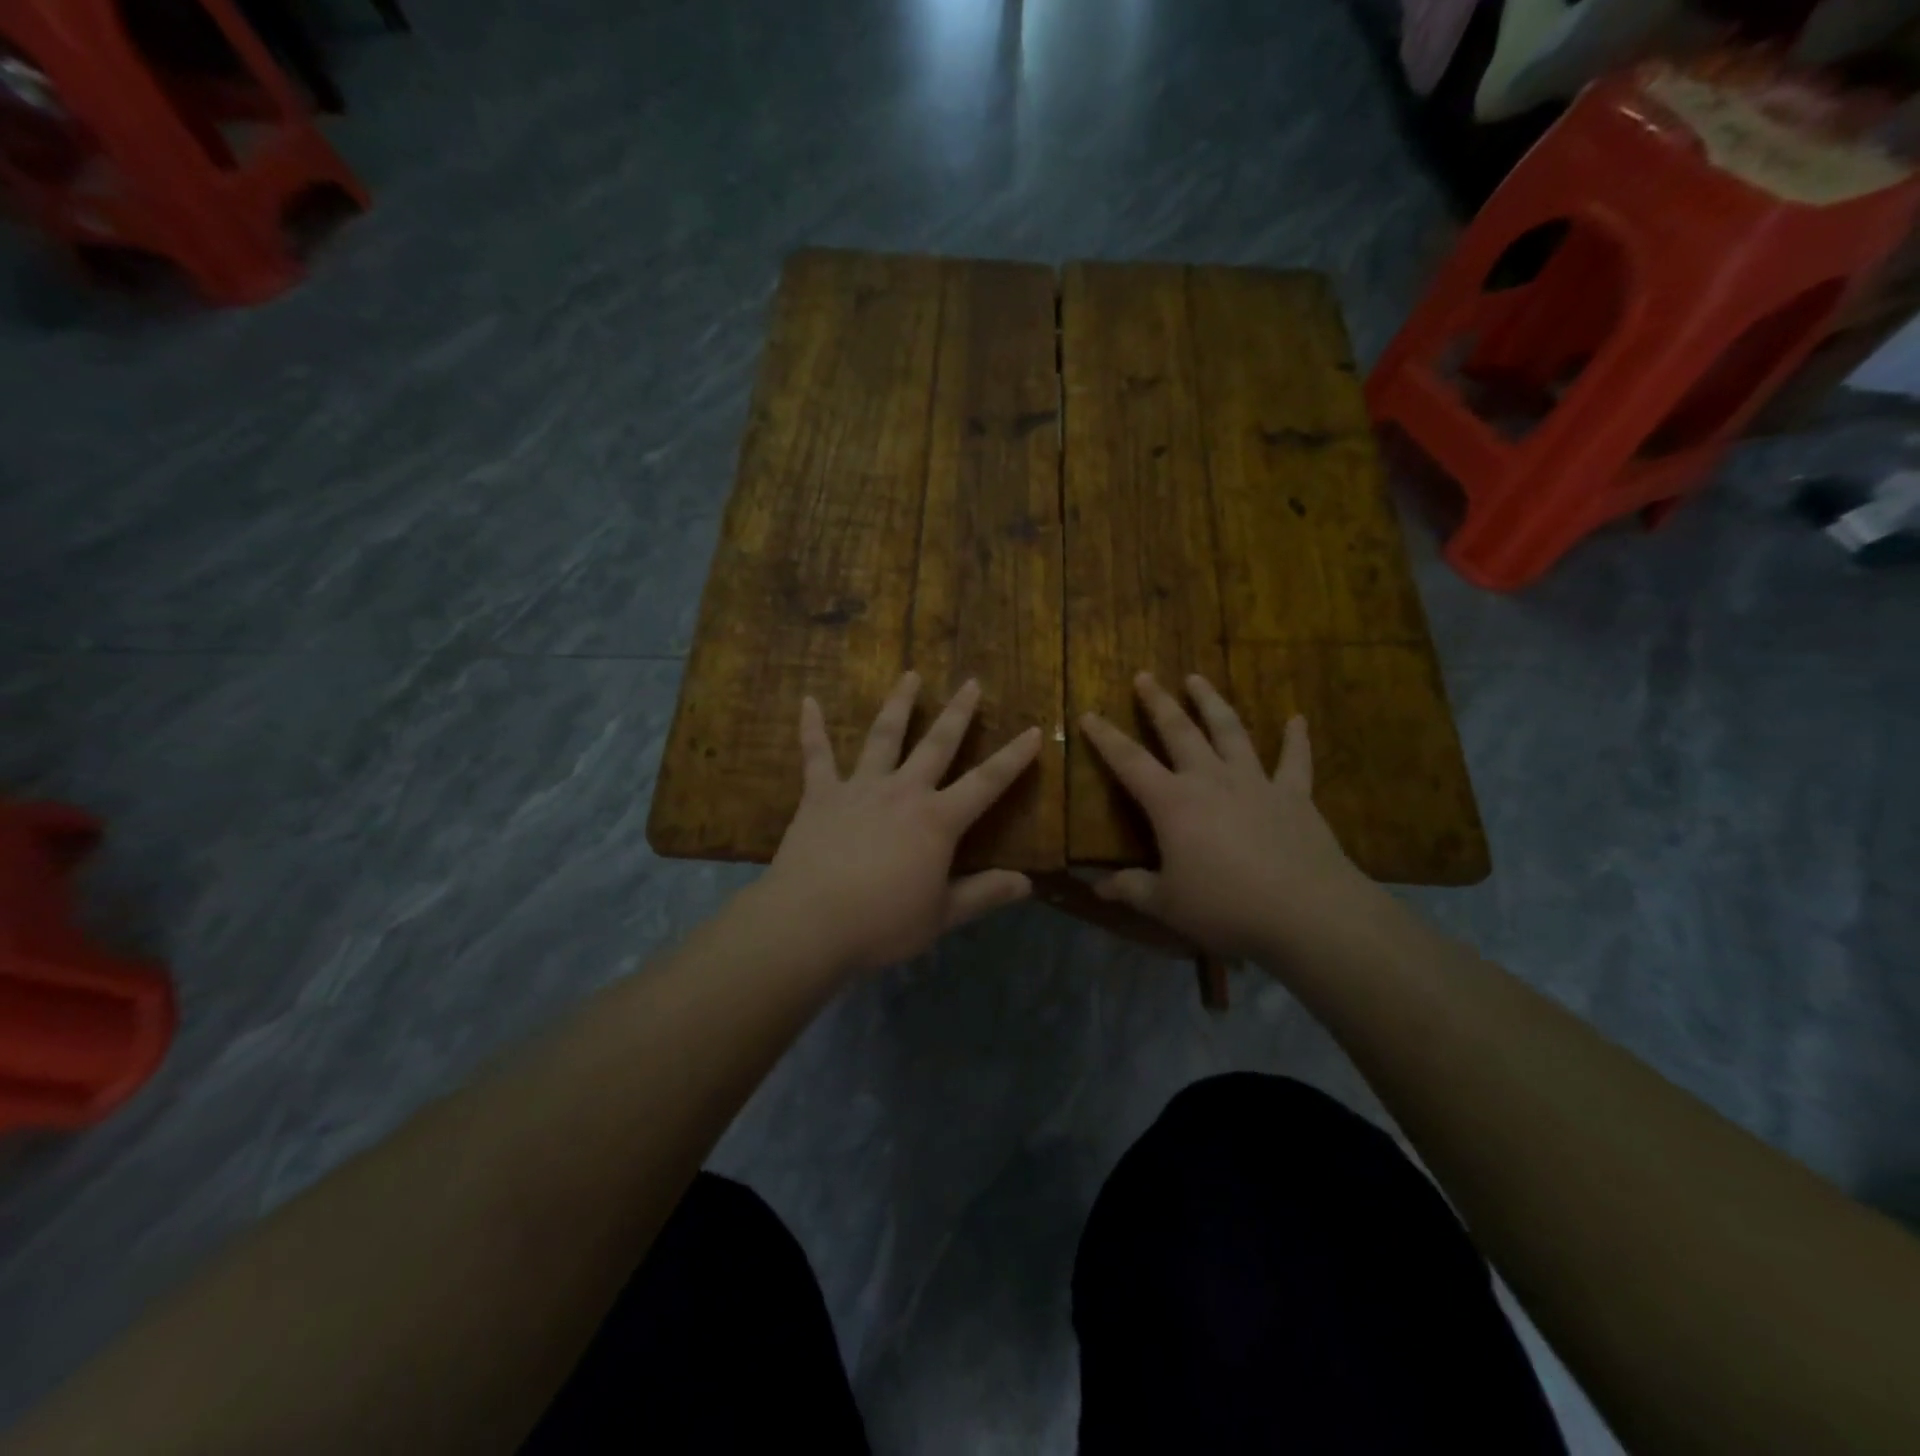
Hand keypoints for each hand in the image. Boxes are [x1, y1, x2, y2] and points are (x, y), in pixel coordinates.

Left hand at [760, 672, 1042, 972]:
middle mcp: (903, 792)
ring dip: (899, 704)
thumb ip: (984, 895)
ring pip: (883, 736)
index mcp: (937, 821)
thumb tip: (1027, 883)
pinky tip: (809, 701)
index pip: (986, 783)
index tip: (1033, 730)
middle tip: (971, 682)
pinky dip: (812, 728)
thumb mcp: (941, 915)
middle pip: (937, 744)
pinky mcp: (820, 795)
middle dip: (958, 713)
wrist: (810, 922)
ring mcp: (859, 788)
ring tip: (910, 674)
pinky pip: (816, 755)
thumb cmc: (882, 923)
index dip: (1013, 758)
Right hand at [1079, 672, 1378, 959]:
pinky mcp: (1294, 796)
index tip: (1088, 714)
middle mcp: (1211, 780)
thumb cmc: (1226, 907)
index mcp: (1173, 803)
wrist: (1307, 913)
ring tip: (1197, 678)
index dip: (1106, 738)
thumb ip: (1131, 889)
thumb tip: (1096, 886)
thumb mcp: (1167, 904)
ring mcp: (1255, 783)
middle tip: (1144, 676)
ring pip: (1230, 731)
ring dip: (1212, 703)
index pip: (1129, 762)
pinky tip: (1297, 719)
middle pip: (1180, 732)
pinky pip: (1294, 761)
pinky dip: (1295, 739)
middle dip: (1158, 703)